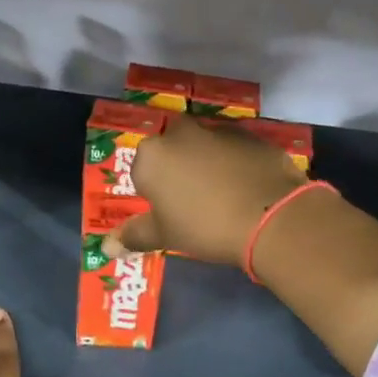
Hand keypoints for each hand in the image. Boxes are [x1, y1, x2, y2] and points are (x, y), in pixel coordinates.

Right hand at [111, 115, 306, 263]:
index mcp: (152, 155)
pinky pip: (235, 148)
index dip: (154, 191)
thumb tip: (106, 247)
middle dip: (179, 167)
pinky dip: (237, 162)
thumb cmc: (204, 226)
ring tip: (224, 195)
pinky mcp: (251, 135)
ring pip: (204, 145)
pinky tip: (248, 187)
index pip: (141, 169)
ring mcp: (219, 129)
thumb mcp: (165, 236)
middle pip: (172, 148)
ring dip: (208, 162)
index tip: (169, 211)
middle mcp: (181, 133)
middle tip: (193, 200)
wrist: (270, 216)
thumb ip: (134, 236)